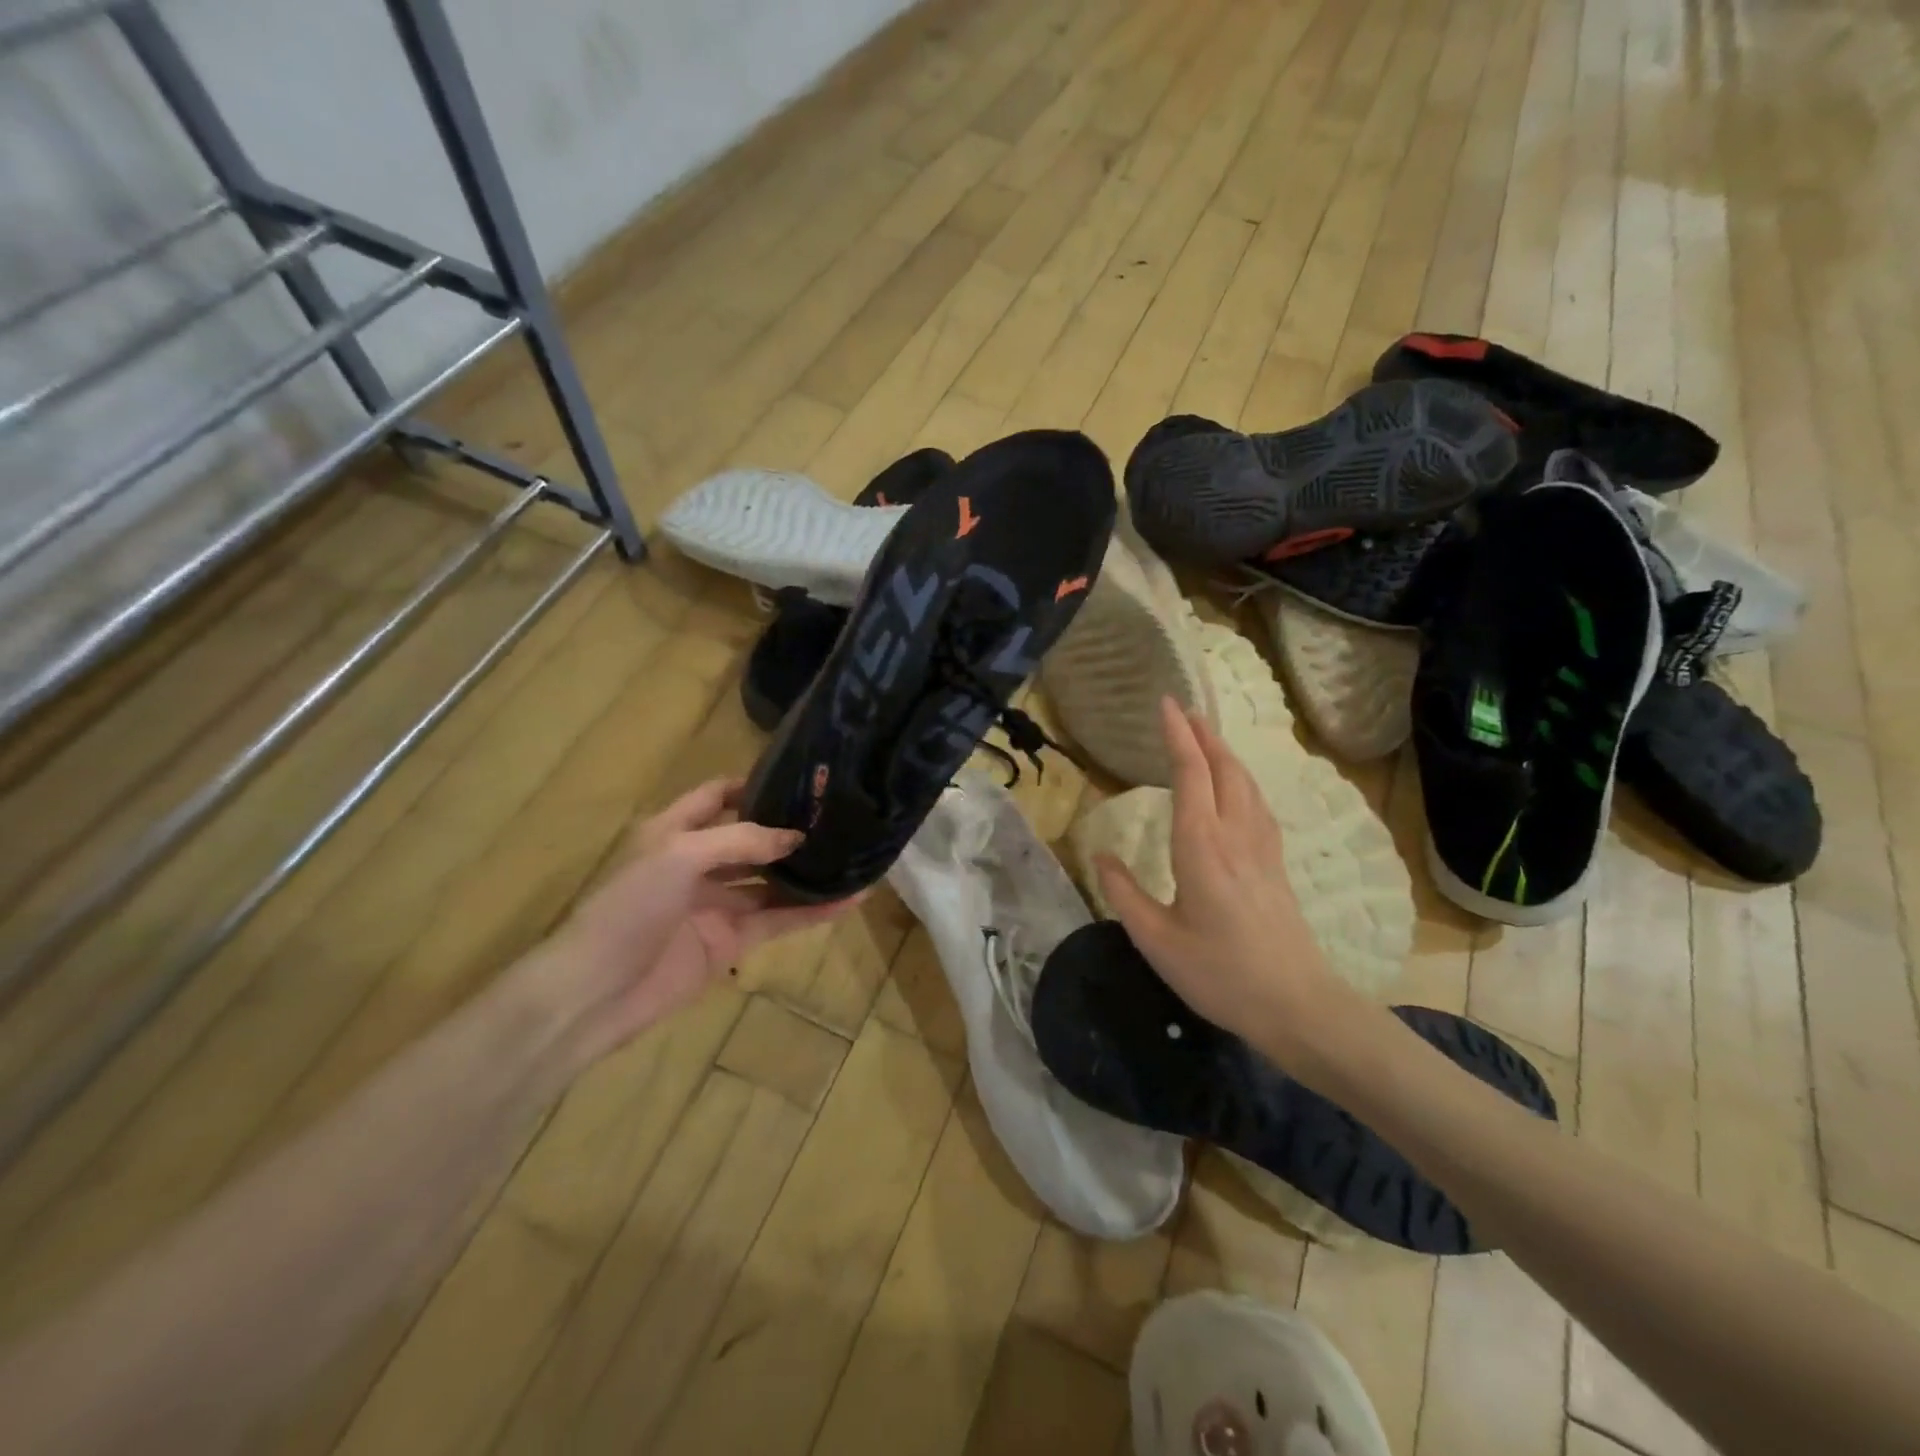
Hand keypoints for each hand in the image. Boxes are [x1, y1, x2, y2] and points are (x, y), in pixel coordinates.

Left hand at [529, 779, 858, 1064]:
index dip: (754, 785)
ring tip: (854, 853)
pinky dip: (812, 911)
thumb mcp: (680, 855)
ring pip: (771, 880)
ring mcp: (717, 903)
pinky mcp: (732, 940)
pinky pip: (779, 919)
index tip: (801, 780)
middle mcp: (698, 862)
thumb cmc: (629, 907)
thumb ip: (741, 840)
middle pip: (751, 837)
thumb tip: (795, 837)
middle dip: (789, 828)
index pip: (717, 796)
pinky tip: (849, 900)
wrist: (596, 991)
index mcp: (674, 831)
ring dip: (806, 870)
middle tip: (839, 816)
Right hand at [1092, 698, 1365, 1078]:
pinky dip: (1243, 781)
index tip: (1166, 704)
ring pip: (1246, 785)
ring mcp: (1262, 849)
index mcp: (1202, 846)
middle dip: (1204, 735)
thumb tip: (1099, 855)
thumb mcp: (1157, 940)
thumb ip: (1124, 893)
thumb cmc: (1220, 974)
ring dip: (1226, 754)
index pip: (1191, 775)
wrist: (1297, 1006)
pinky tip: (1238, 790)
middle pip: (1224, 770)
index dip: (1178, 736)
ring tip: (1208, 738)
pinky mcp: (1276, 866)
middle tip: (1185, 710)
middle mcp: (1236, 836)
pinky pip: (1258, 805)